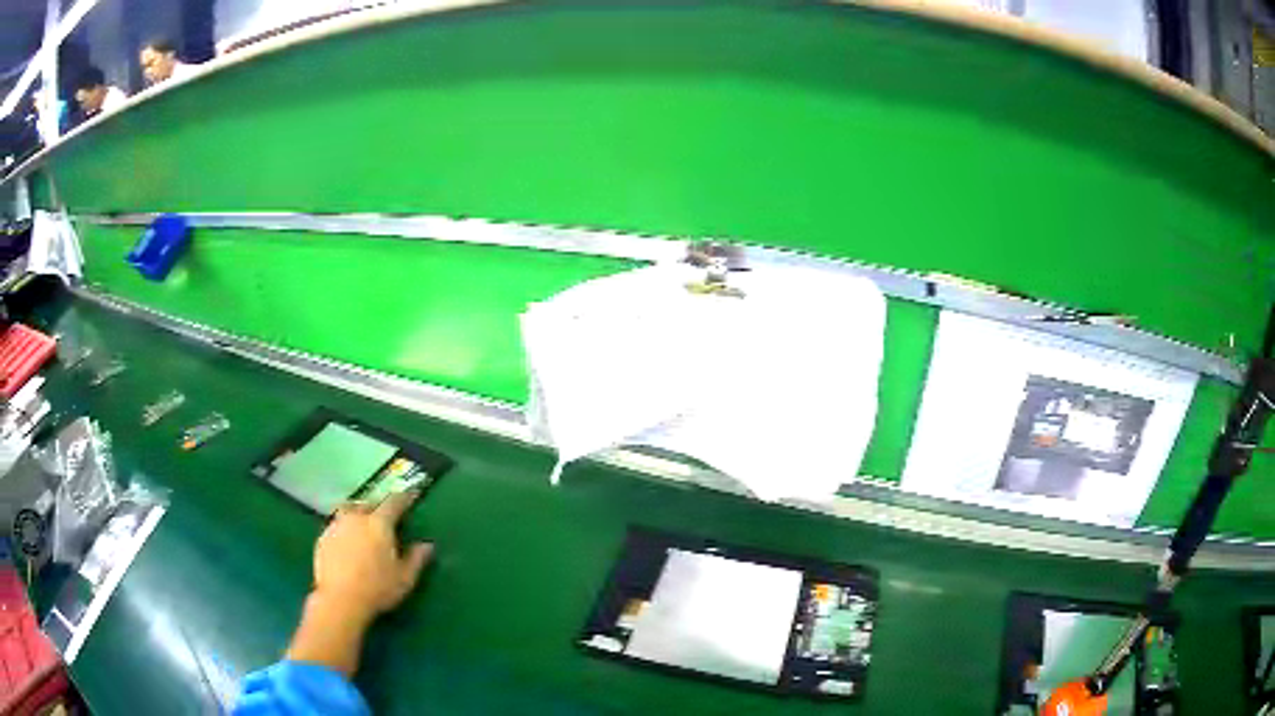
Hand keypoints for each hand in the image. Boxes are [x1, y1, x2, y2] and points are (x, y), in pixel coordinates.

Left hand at [287, 490, 432, 674]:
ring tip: (363, 528)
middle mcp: (356, 518)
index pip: (394, 503)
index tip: (411, 495)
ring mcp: (336, 526)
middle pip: (368, 504)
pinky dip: (344, 530)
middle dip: (378, 507)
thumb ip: (417, 559)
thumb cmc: (377, 588)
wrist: (340, 599)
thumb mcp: (405, 578)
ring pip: (349, 512)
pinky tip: (347, 544)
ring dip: (358, 516)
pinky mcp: (322, 538)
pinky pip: (336, 526)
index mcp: (379, 523)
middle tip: (384, 518)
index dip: (404, 498)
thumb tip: (427, 545)